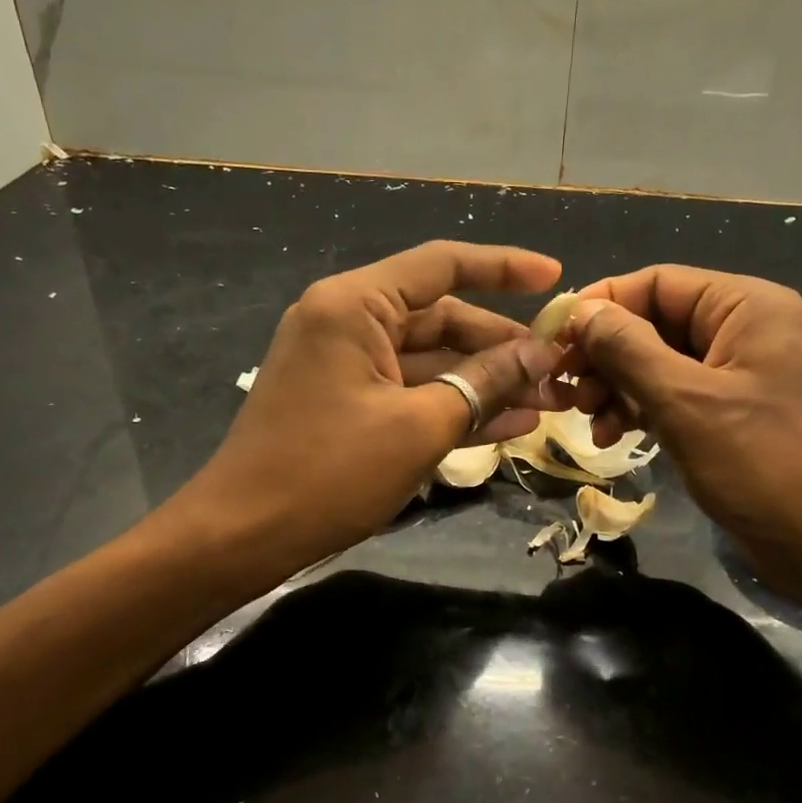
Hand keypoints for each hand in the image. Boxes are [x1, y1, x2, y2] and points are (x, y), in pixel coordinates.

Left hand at [175, 241, 564, 577]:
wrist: (242, 537)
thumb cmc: (328, 473)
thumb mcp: (419, 426)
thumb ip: (484, 383)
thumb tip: (540, 355)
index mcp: (355, 306)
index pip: (442, 265)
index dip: (504, 267)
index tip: (555, 278)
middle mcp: (349, 322)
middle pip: (442, 319)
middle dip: (503, 346)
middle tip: (559, 369)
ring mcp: (348, 365)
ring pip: (433, 361)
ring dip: (487, 381)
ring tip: (548, 401)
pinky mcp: (350, 404)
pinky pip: (413, 392)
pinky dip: (455, 406)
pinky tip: (511, 424)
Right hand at [561, 266, 801, 593]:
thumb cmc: (766, 465)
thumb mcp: (686, 401)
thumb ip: (628, 349)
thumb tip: (580, 310)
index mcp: (746, 306)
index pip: (656, 282)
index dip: (600, 305)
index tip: (551, 339)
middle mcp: (744, 330)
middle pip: (655, 322)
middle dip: (605, 354)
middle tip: (566, 390)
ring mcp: (740, 375)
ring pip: (659, 362)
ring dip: (617, 386)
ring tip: (588, 419)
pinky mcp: (734, 415)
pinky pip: (675, 396)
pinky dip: (642, 410)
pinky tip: (614, 436)